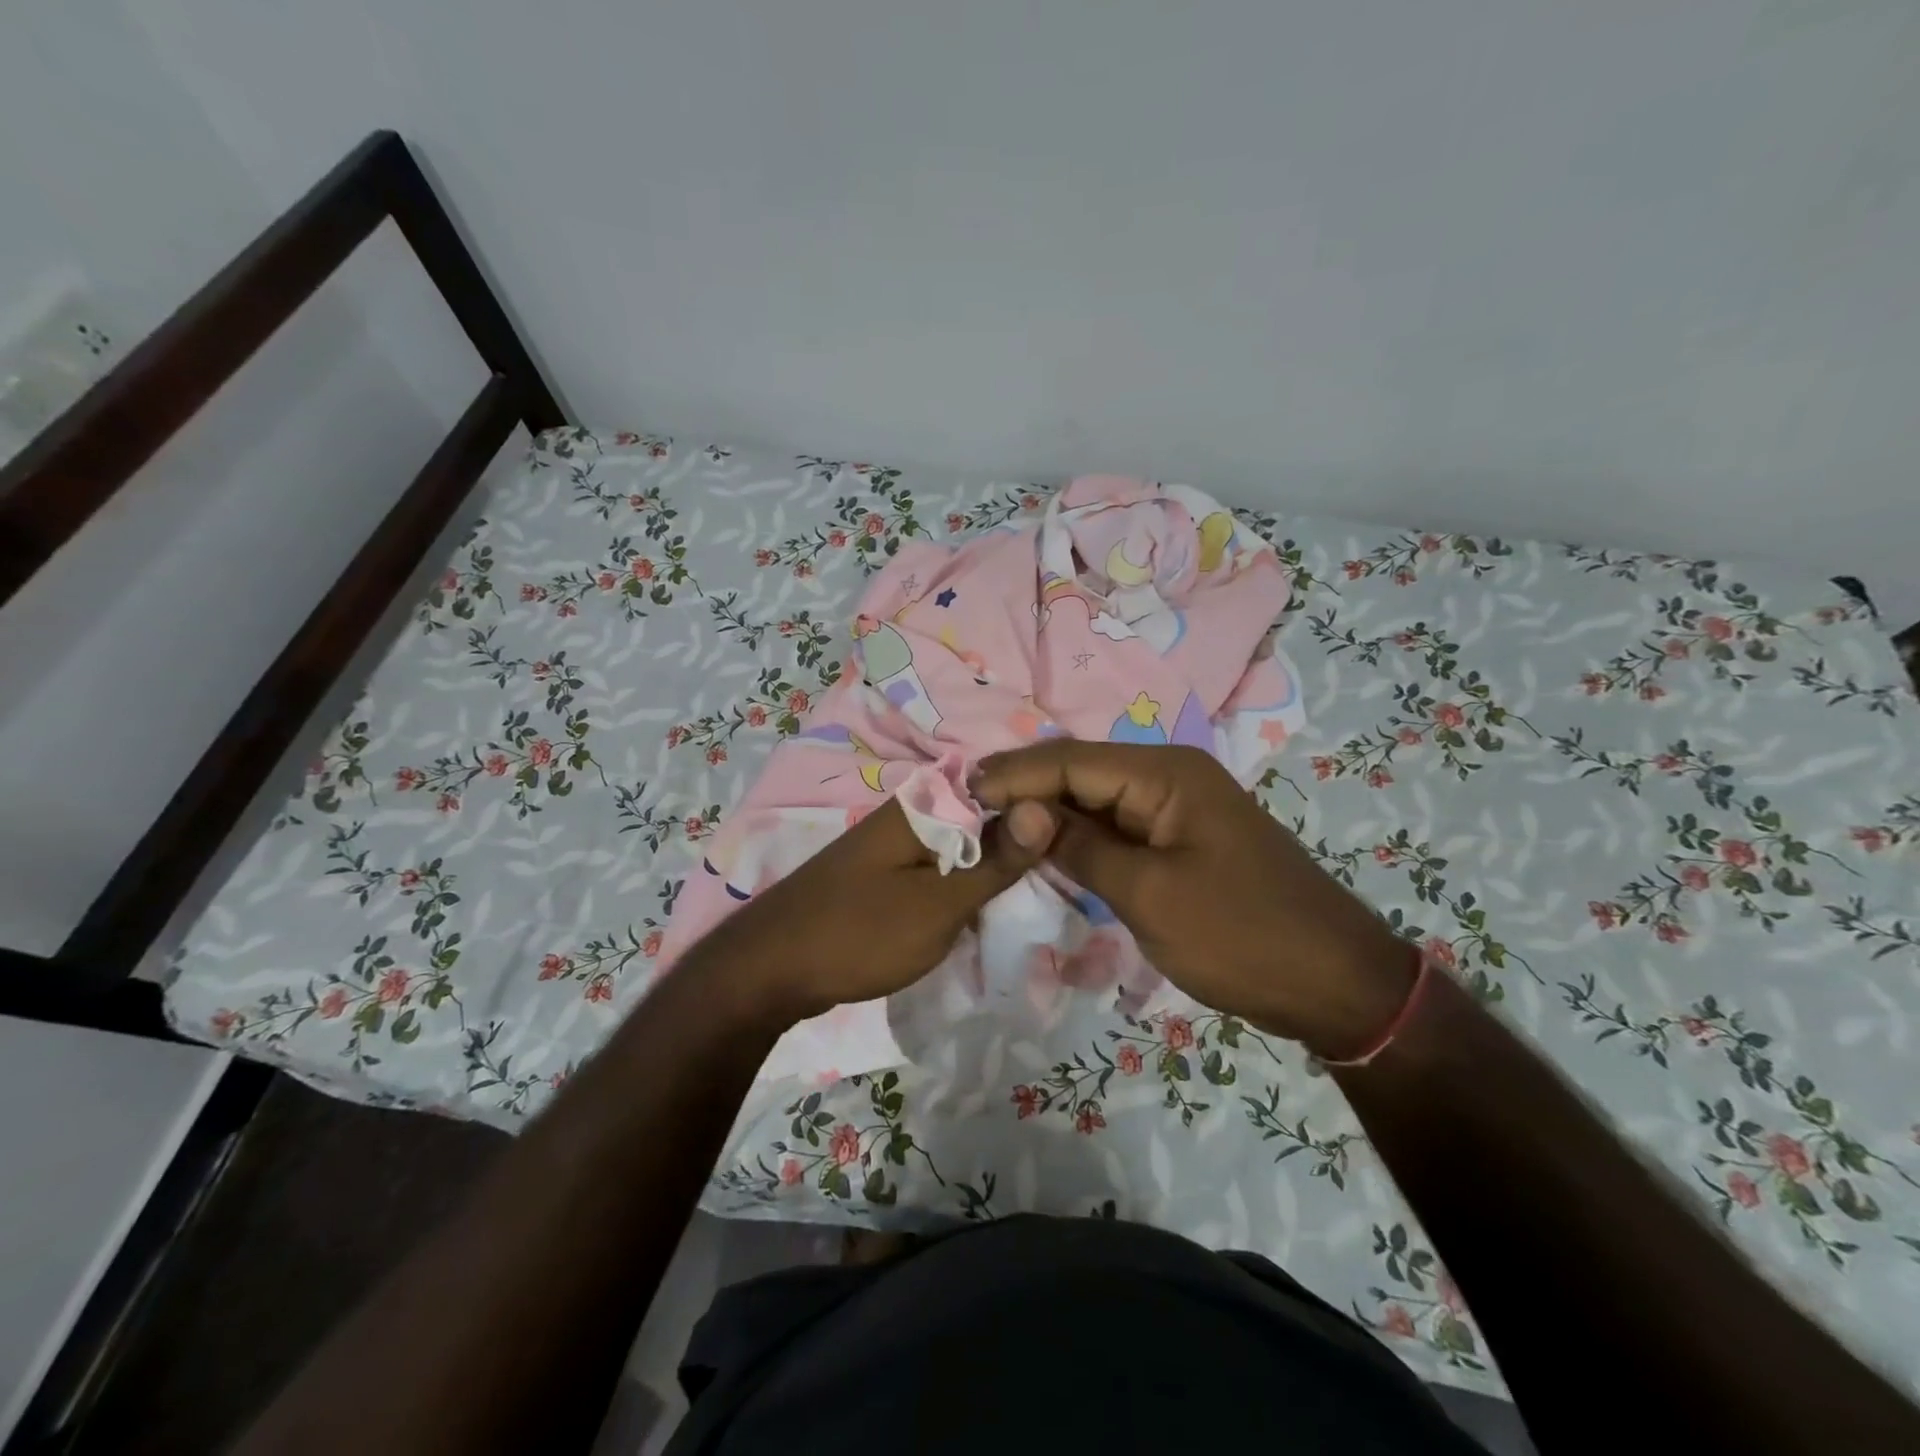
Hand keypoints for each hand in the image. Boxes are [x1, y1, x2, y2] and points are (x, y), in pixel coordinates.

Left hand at [683, 797, 1058, 1029]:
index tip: (1078, 839)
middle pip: (983, 817)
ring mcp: (893, 844)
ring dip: (992, 869)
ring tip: (1035, 894)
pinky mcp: (884, 873)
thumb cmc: (860, 934)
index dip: (1039, 811)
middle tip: (1064, 876)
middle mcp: (909, 814)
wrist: (769, 971)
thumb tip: (1046, 807)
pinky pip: (937, 868)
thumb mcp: (940, 904)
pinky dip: (962, 886)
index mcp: (925, 806)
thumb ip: (995, 861)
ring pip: (962, 846)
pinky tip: (984, 909)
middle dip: (1019, 844)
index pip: (1000, 787)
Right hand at [973, 742, 1413, 1059]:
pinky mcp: (1176, 841)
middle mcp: (1167, 777)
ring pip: (1093, 801)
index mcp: (1165, 774)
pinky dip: (1076, 839)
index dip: (1013, 775)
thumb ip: (1080, 847)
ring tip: (988, 829)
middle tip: (964, 812)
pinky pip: (1114, 829)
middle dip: (1024, 791)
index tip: (960, 793)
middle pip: (1079, 773)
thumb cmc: (1241, 935)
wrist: (1332, 983)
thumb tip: (1020, 812)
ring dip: (1046, 815)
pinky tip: (1040, 850)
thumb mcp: (1149, 894)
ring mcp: (1174, 809)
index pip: (1070, 760)